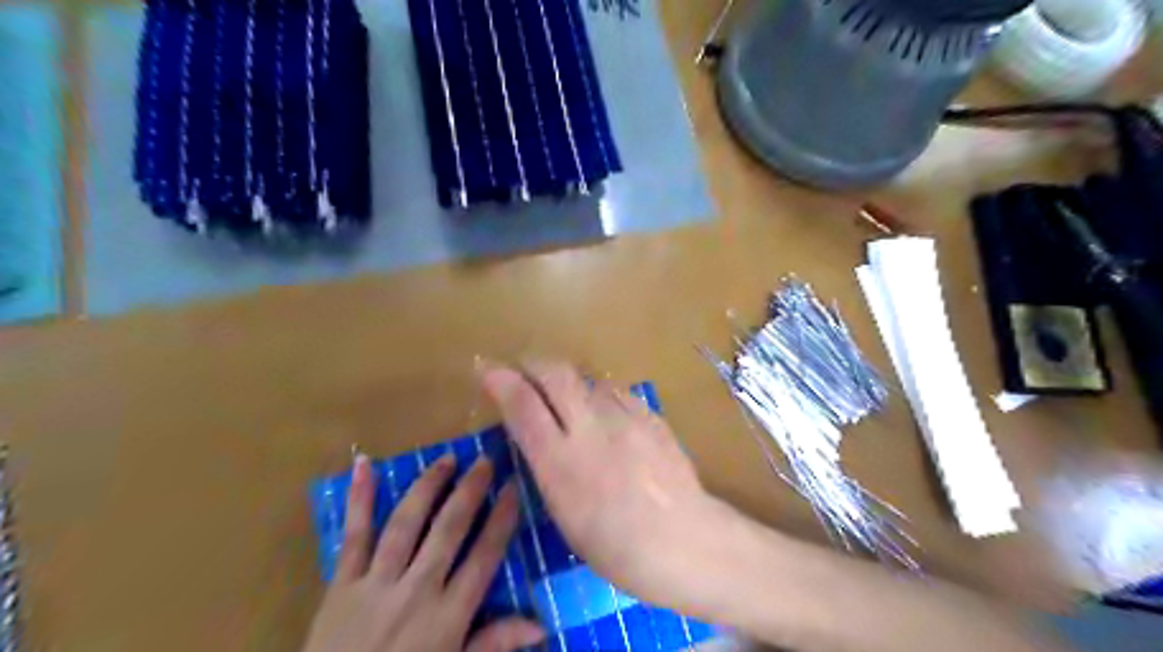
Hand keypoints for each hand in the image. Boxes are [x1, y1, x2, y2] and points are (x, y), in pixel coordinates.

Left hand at [299, 455, 546, 651]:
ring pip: (407, 522)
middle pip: (449, 529)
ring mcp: (377, 583)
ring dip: (428, 486)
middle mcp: (418, 589)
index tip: (513, 488)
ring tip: (446, 460)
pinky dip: (358, 499)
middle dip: (470, 491)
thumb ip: (495, 644)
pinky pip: (353, 535)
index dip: (501, 519)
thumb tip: (541, 624)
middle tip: (485, 461)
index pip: (484, 556)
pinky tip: (364, 464)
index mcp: (448, 614)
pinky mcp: (342, 583)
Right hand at [479, 359, 733, 608]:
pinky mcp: (650, 415)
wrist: (685, 540)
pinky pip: (615, 392)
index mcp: (562, 462)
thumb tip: (535, 434)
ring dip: (568, 381)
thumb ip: (548, 466)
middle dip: (532, 365)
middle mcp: (591, 428)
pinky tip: (602, 413)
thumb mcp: (565, 514)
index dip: (501, 381)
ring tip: (564, 397)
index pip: (523, 405)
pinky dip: (599, 395)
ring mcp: (625, 417)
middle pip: (555, 374)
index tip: (487, 371)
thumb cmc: (617, 547)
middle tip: (523, 372)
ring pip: (587, 378)